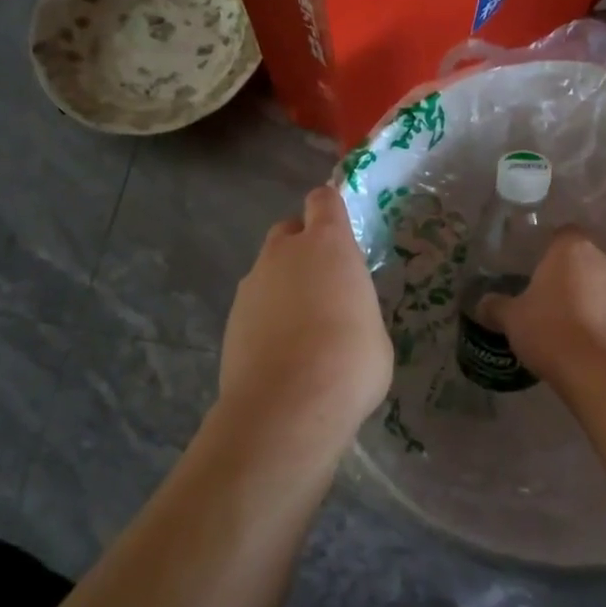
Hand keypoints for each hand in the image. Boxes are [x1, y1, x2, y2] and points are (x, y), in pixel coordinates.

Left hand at [218, 187, 392, 453]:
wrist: (288, 406)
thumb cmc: (351, 361)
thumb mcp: (374, 330)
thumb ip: (355, 308)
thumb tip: (344, 318)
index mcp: (328, 245)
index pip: (324, 200)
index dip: (331, 209)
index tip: (342, 229)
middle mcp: (284, 254)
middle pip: (289, 231)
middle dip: (304, 247)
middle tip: (325, 283)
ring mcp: (251, 286)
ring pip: (269, 270)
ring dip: (284, 285)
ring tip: (304, 328)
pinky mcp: (231, 320)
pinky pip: (255, 306)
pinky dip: (267, 318)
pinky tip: (282, 352)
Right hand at [480, 228, 605, 385]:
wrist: (596, 369)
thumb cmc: (549, 329)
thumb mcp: (511, 318)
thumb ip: (495, 306)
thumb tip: (482, 304)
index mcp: (570, 248)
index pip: (561, 233)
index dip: (547, 247)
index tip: (531, 265)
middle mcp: (600, 259)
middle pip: (580, 258)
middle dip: (563, 273)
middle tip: (540, 294)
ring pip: (595, 283)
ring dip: (581, 296)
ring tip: (558, 319)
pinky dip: (594, 317)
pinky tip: (577, 338)